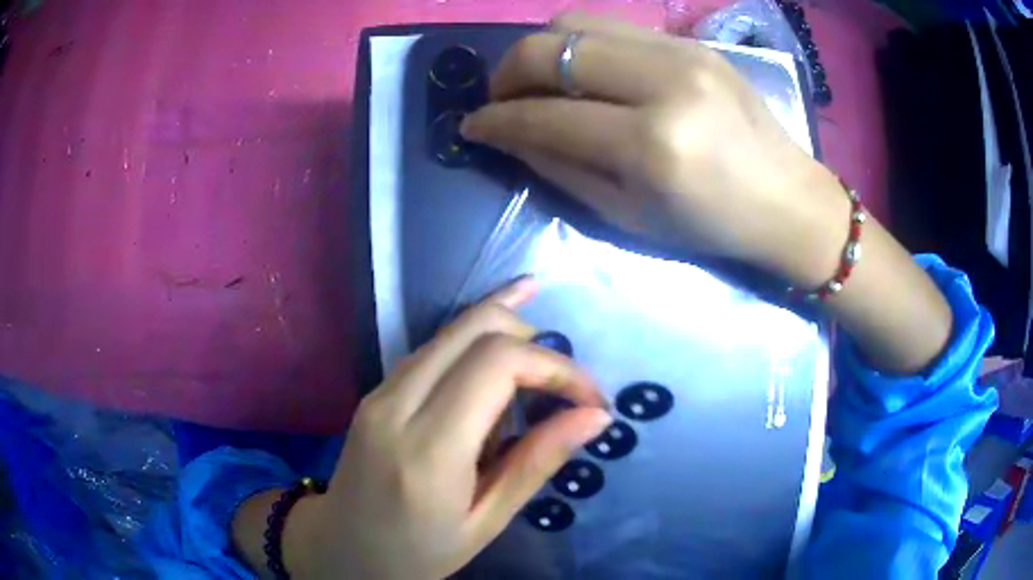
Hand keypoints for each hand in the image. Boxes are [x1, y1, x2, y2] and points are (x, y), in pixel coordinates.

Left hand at [281, 278, 610, 578]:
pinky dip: (477, 345)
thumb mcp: (486, 522)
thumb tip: (595, 417)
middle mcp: (398, 404)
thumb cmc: (417, 552)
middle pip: (475, 327)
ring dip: (507, 335)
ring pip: (453, 329)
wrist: (341, 547)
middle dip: (534, 338)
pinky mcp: (377, 389)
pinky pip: (435, 348)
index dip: (556, 367)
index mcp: (428, 450)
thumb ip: (537, 462)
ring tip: (543, 375)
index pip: (498, 363)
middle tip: (566, 382)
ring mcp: (381, 391)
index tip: (590, 399)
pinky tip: (503, 364)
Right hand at [463, 15, 951, 374]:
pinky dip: (580, 46)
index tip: (471, 126)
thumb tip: (507, 134)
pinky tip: (582, 74)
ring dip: (540, 52)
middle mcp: (664, 82)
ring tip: (537, 83)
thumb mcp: (629, 216)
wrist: (787, 199)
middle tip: (501, 100)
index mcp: (651, 144)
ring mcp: (681, 52)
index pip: (545, 113)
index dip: (495, 118)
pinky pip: (612, 27)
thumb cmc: (711, 225)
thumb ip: (561, 168)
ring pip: (576, 22)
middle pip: (551, 47)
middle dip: (506, 72)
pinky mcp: (691, 43)